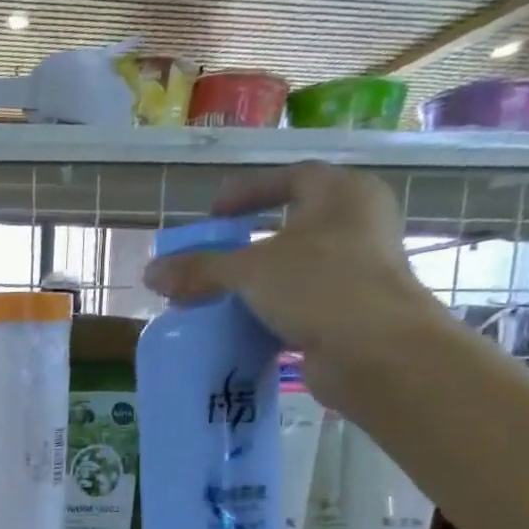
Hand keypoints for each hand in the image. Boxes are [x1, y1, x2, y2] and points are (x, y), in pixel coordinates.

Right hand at [142, 163, 445, 403]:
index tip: (214, 211)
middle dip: (249, 241)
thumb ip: (200, 268)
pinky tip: (240, 326)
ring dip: (257, 280)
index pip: (292, 176)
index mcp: (344, 195)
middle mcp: (357, 225)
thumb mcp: (250, 270)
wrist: (377, 352)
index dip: (250, 190)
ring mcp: (358, 271)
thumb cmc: (321, 286)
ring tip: (218, 294)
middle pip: (293, 225)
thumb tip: (151, 273)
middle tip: (213, 254)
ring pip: (296, 268)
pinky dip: (270, 311)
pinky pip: (300, 303)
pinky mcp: (350, 312)